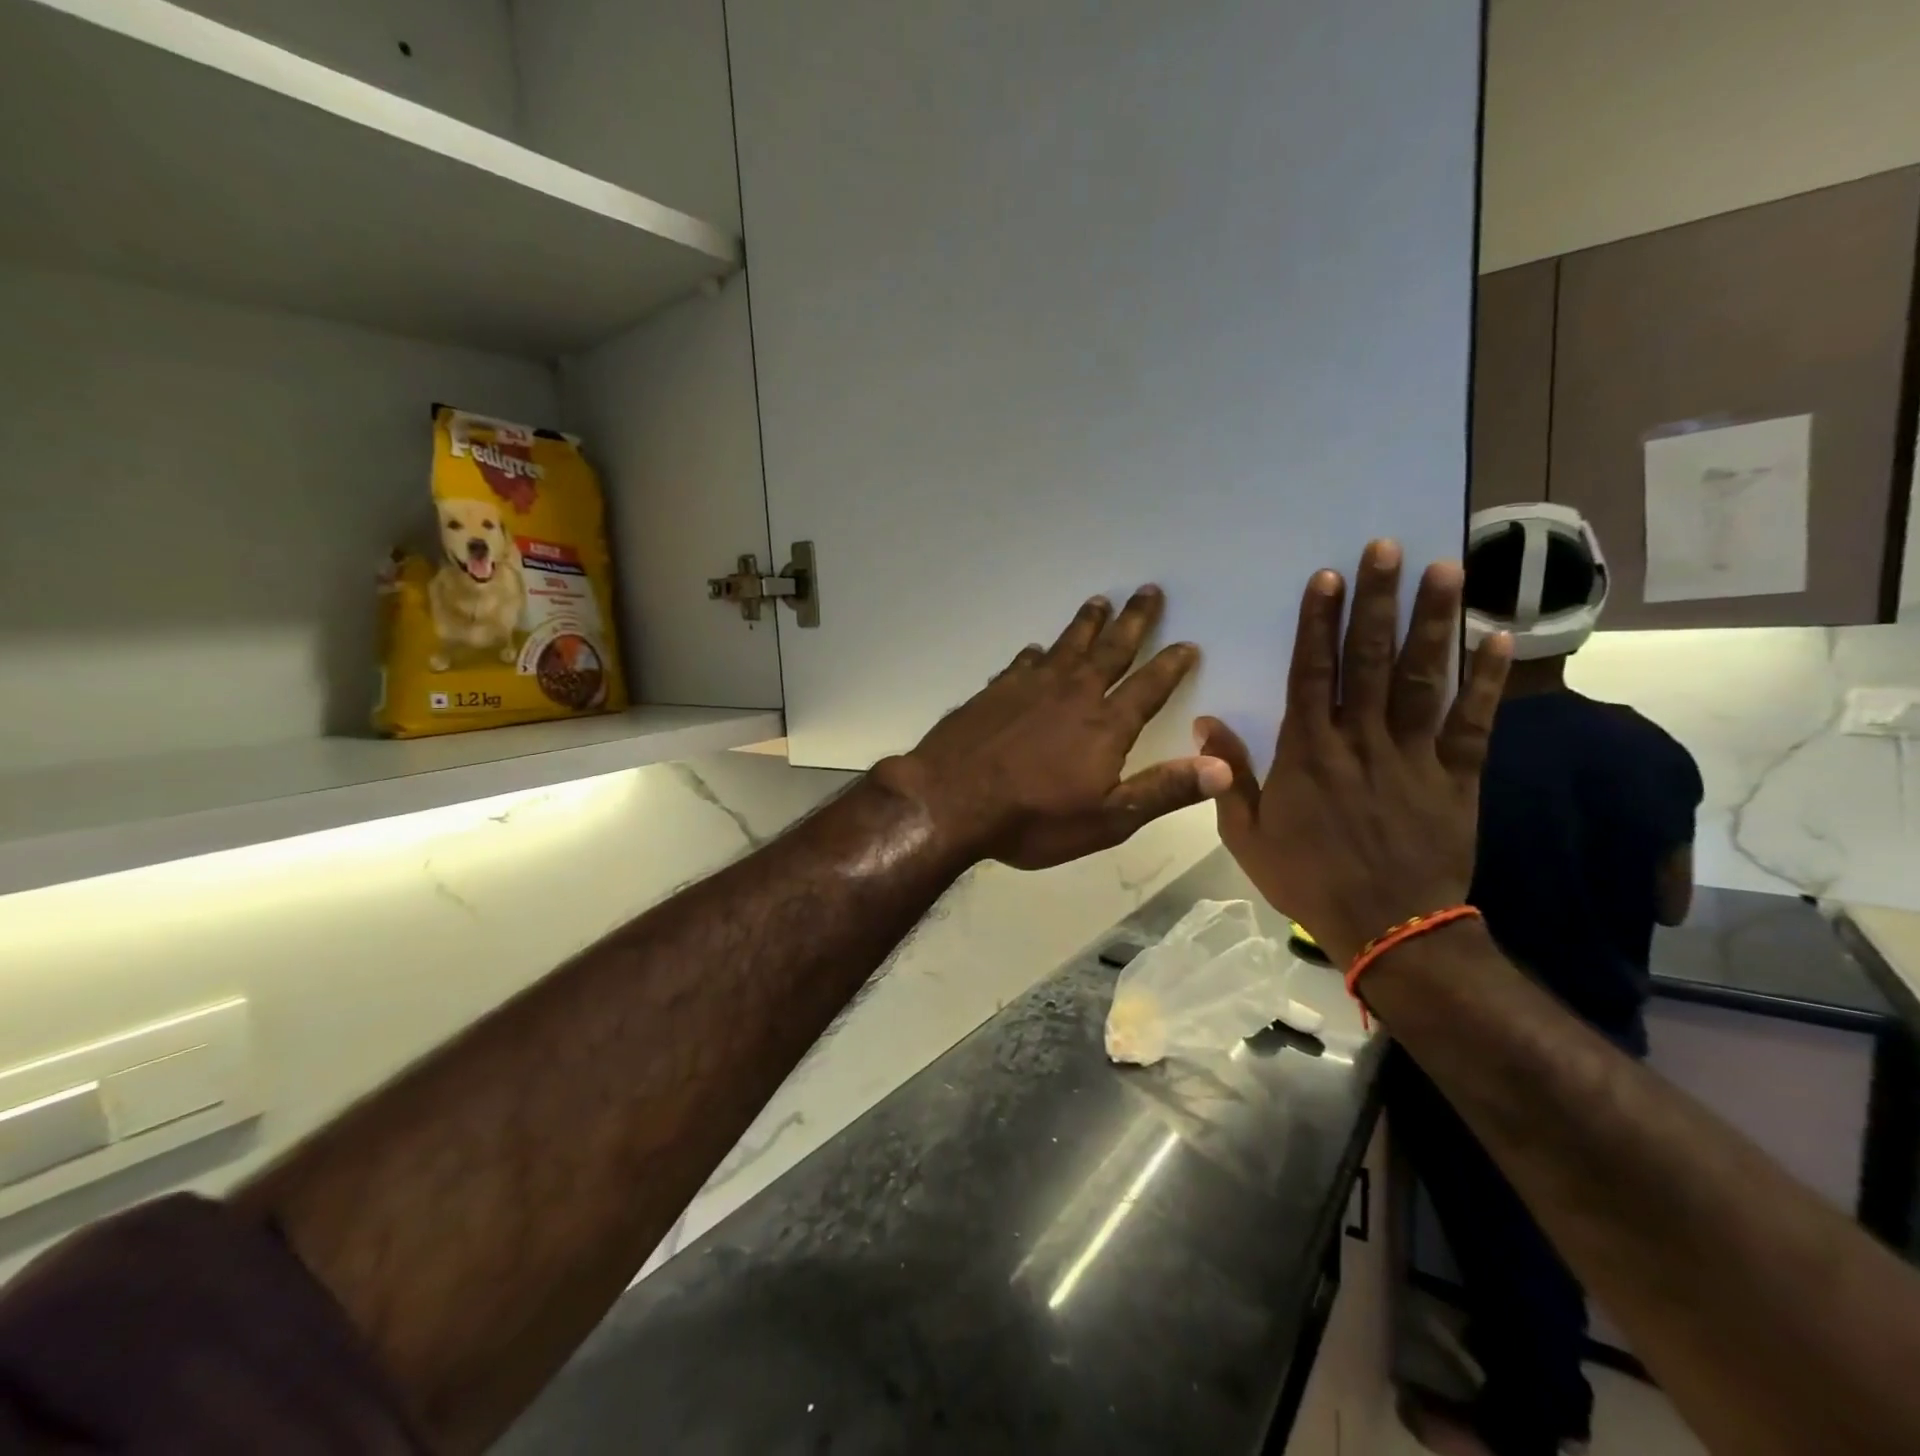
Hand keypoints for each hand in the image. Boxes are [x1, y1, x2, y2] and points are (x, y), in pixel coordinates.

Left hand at [876, 586, 1232, 869]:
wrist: (950, 802)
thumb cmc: (1033, 819)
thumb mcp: (1107, 819)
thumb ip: (1164, 790)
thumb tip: (1222, 767)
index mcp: (1105, 725)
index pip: (1149, 686)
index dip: (1171, 665)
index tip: (1187, 643)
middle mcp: (1072, 694)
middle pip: (1111, 650)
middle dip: (1133, 621)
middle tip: (1148, 590)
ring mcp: (1029, 688)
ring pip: (1066, 646)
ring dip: (1086, 624)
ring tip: (1099, 601)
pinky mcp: (994, 692)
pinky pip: (1023, 663)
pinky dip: (1036, 654)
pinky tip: (1036, 649)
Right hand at [1196, 541, 1511, 964]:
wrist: (1387, 929)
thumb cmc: (1307, 878)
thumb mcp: (1246, 833)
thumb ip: (1227, 775)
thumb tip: (1204, 722)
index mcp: (1307, 753)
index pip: (1311, 673)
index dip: (1318, 623)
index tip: (1327, 576)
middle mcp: (1360, 741)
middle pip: (1368, 660)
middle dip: (1376, 601)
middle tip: (1388, 548)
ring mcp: (1413, 756)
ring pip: (1423, 678)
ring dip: (1433, 623)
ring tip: (1446, 569)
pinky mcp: (1456, 776)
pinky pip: (1475, 722)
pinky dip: (1488, 680)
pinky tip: (1499, 637)